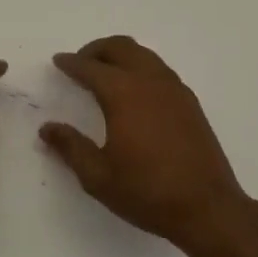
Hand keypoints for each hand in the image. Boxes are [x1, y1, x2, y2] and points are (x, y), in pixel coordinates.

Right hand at [40, 36, 250, 251]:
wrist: (209, 209)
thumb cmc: (148, 192)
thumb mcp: (98, 176)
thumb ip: (70, 147)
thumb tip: (47, 128)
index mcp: (123, 93)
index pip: (90, 67)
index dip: (71, 63)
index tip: (58, 61)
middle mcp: (149, 81)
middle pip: (120, 47)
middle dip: (96, 50)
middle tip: (81, 63)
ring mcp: (174, 89)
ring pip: (143, 54)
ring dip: (120, 56)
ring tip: (106, 73)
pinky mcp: (190, 103)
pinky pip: (159, 69)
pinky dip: (140, 68)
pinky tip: (136, 92)